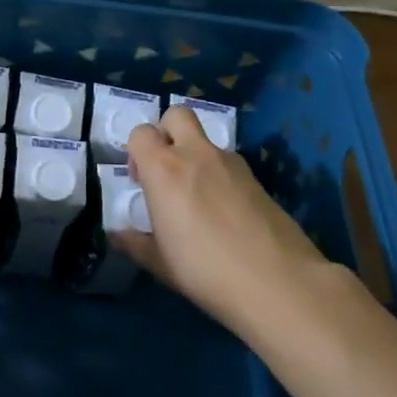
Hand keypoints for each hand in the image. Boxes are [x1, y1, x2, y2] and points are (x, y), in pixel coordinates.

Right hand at [117, 105, 326, 331]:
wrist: (278, 282)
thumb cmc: (206, 271)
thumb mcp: (161, 264)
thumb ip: (136, 244)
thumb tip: (118, 236)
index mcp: (164, 169)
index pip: (141, 132)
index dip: (136, 151)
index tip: (141, 181)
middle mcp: (196, 154)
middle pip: (177, 114)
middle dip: (167, 132)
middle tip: (167, 169)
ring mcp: (231, 162)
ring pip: (206, 140)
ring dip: (196, 156)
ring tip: (199, 198)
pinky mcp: (257, 178)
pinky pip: (229, 163)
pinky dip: (220, 176)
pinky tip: (226, 212)